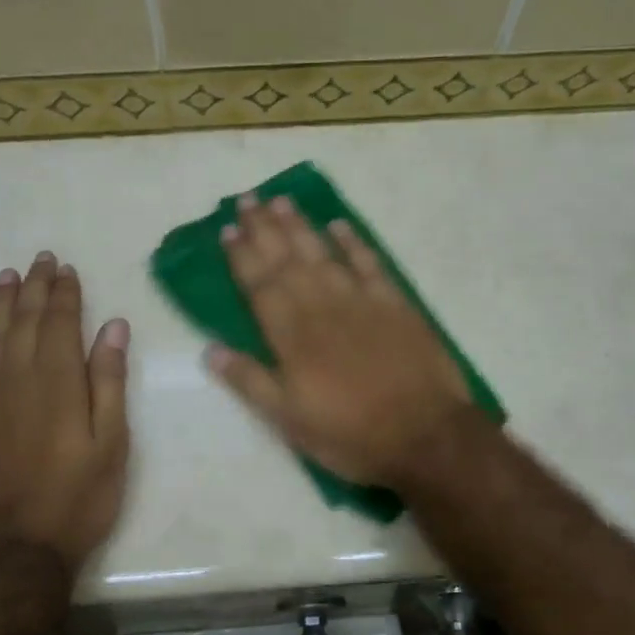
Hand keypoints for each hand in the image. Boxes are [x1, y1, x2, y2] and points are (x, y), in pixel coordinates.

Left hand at [0, 252, 130, 570]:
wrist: (15, 552)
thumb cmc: (77, 499)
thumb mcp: (112, 444)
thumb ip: (109, 382)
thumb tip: (113, 327)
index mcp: (58, 382)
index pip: (60, 323)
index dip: (64, 293)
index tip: (66, 268)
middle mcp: (16, 380)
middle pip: (23, 322)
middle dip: (33, 288)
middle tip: (39, 260)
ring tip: (7, 277)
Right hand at [209, 193, 471, 488]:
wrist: (424, 435)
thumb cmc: (350, 434)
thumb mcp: (289, 421)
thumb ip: (250, 382)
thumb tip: (210, 350)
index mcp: (293, 336)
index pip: (260, 286)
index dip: (241, 257)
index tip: (227, 229)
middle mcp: (322, 308)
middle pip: (287, 261)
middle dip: (264, 229)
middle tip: (247, 199)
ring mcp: (361, 302)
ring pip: (323, 254)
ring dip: (300, 226)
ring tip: (281, 201)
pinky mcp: (395, 304)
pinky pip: (369, 264)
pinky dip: (353, 243)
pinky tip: (340, 225)